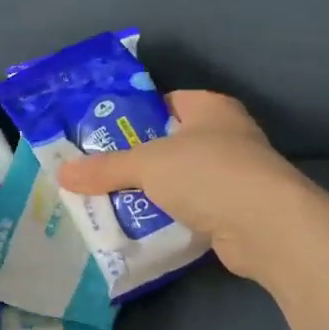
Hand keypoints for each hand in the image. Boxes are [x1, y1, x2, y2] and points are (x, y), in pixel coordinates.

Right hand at [58, 91, 313, 284]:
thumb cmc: (208, 173)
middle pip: (170, 144)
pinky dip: (168, 218)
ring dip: (151, 192)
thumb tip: (61, 172)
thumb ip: (105, 168)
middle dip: (136, 159)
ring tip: (108, 201)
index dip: (134, 115)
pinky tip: (139, 227)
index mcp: (210, 108)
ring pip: (179, 180)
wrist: (266, 227)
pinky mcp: (235, 212)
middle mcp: (226, 136)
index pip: (166, 102)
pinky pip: (190, 210)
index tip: (100, 134)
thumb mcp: (147, 164)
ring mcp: (234, 176)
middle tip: (95, 172)